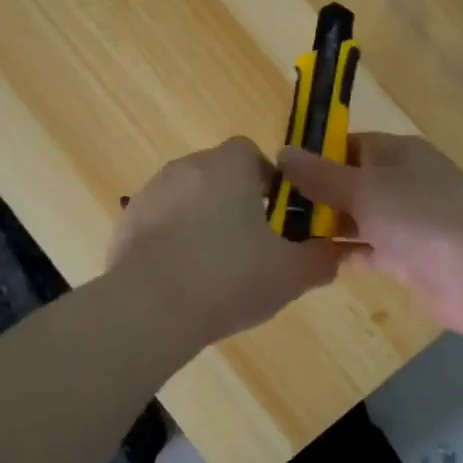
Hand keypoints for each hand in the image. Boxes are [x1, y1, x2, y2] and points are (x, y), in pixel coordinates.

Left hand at [110, 137, 349, 344]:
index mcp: (228, 166)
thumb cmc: (229, 278)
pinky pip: (159, 224)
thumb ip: (320, 259)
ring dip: (202, 221)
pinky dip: (172, 241)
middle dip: (235, 203)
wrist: (149, 309)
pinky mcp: (126, 223)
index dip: (268, 182)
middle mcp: (186, 167)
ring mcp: (150, 193)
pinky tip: (181, 279)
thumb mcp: (290, 274)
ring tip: (213, 268)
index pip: (251, 154)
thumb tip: (336, 253)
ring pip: (187, 199)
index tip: (277, 217)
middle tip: (251, 246)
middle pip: (218, 175)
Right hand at [276, 134, 462, 339]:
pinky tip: (306, 263)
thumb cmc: (422, 216)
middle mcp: (401, 183)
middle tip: (265, 211)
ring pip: (355, 219)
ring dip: (323, 227)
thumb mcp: (364, 188)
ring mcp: (406, 223)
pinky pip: (365, 251)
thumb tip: (282, 152)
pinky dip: (340, 254)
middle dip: (313, 195)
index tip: (274, 173)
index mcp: (397, 154)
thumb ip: (321, 174)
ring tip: (276, 237)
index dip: (313, 156)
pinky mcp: (406, 260)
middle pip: (349, 183)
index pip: (348, 145)